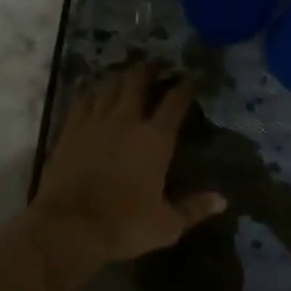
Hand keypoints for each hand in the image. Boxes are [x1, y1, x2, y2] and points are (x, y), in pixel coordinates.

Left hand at [28, 63, 226, 283]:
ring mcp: (94, 122)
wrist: (68, 226)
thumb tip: (222, 200)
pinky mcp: (70, 130)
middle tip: (156, 64)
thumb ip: (194, 209)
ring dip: (121, 76)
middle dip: (149, 69)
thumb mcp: (166, 225)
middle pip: (137, 82)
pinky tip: (95, 90)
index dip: (184, 87)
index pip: (174, 103)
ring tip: (127, 74)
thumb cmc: (123, 225)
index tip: (191, 77)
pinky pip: (83, 99)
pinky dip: (93, 90)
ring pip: (109, 86)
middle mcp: (126, 121)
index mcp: (154, 140)